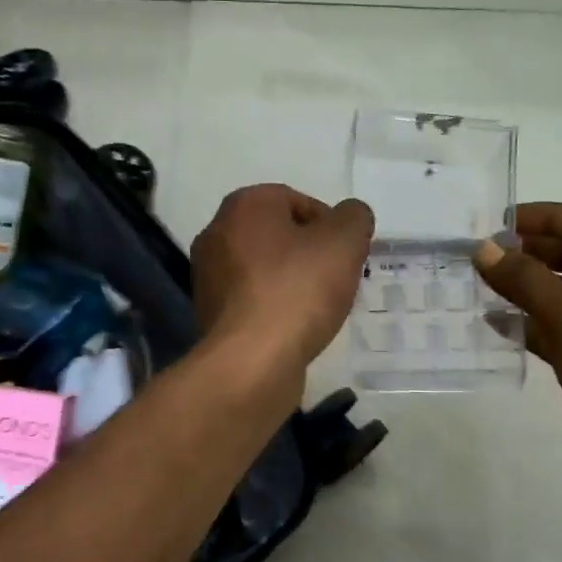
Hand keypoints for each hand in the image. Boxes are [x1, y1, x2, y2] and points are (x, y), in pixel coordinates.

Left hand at [192, 185, 374, 382]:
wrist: (251, 361)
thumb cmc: (297, 290)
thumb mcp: (344, 241)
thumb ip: (354, 217)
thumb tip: (349, 217)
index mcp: (243, 205)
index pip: (296, 200)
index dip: (329, 224)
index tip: (347, 253)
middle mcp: (216, 233)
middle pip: (278, 235)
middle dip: (310, 253)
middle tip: (338, 278)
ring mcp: (208, 276)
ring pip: (265, 269)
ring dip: (293, 282)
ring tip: (319, 307)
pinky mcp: (211, 313)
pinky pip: (253, 300)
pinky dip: (275, 308)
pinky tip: (295, 328)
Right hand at [475, 203, 561, 513]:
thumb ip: (525, 280)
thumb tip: (484, 249)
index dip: (546, 217)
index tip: (499, 224)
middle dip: (532, 253)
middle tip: (484, 256)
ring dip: (528, 288)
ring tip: (482, 285)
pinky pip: (561, 328)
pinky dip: (531, 323)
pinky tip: (496, 324)